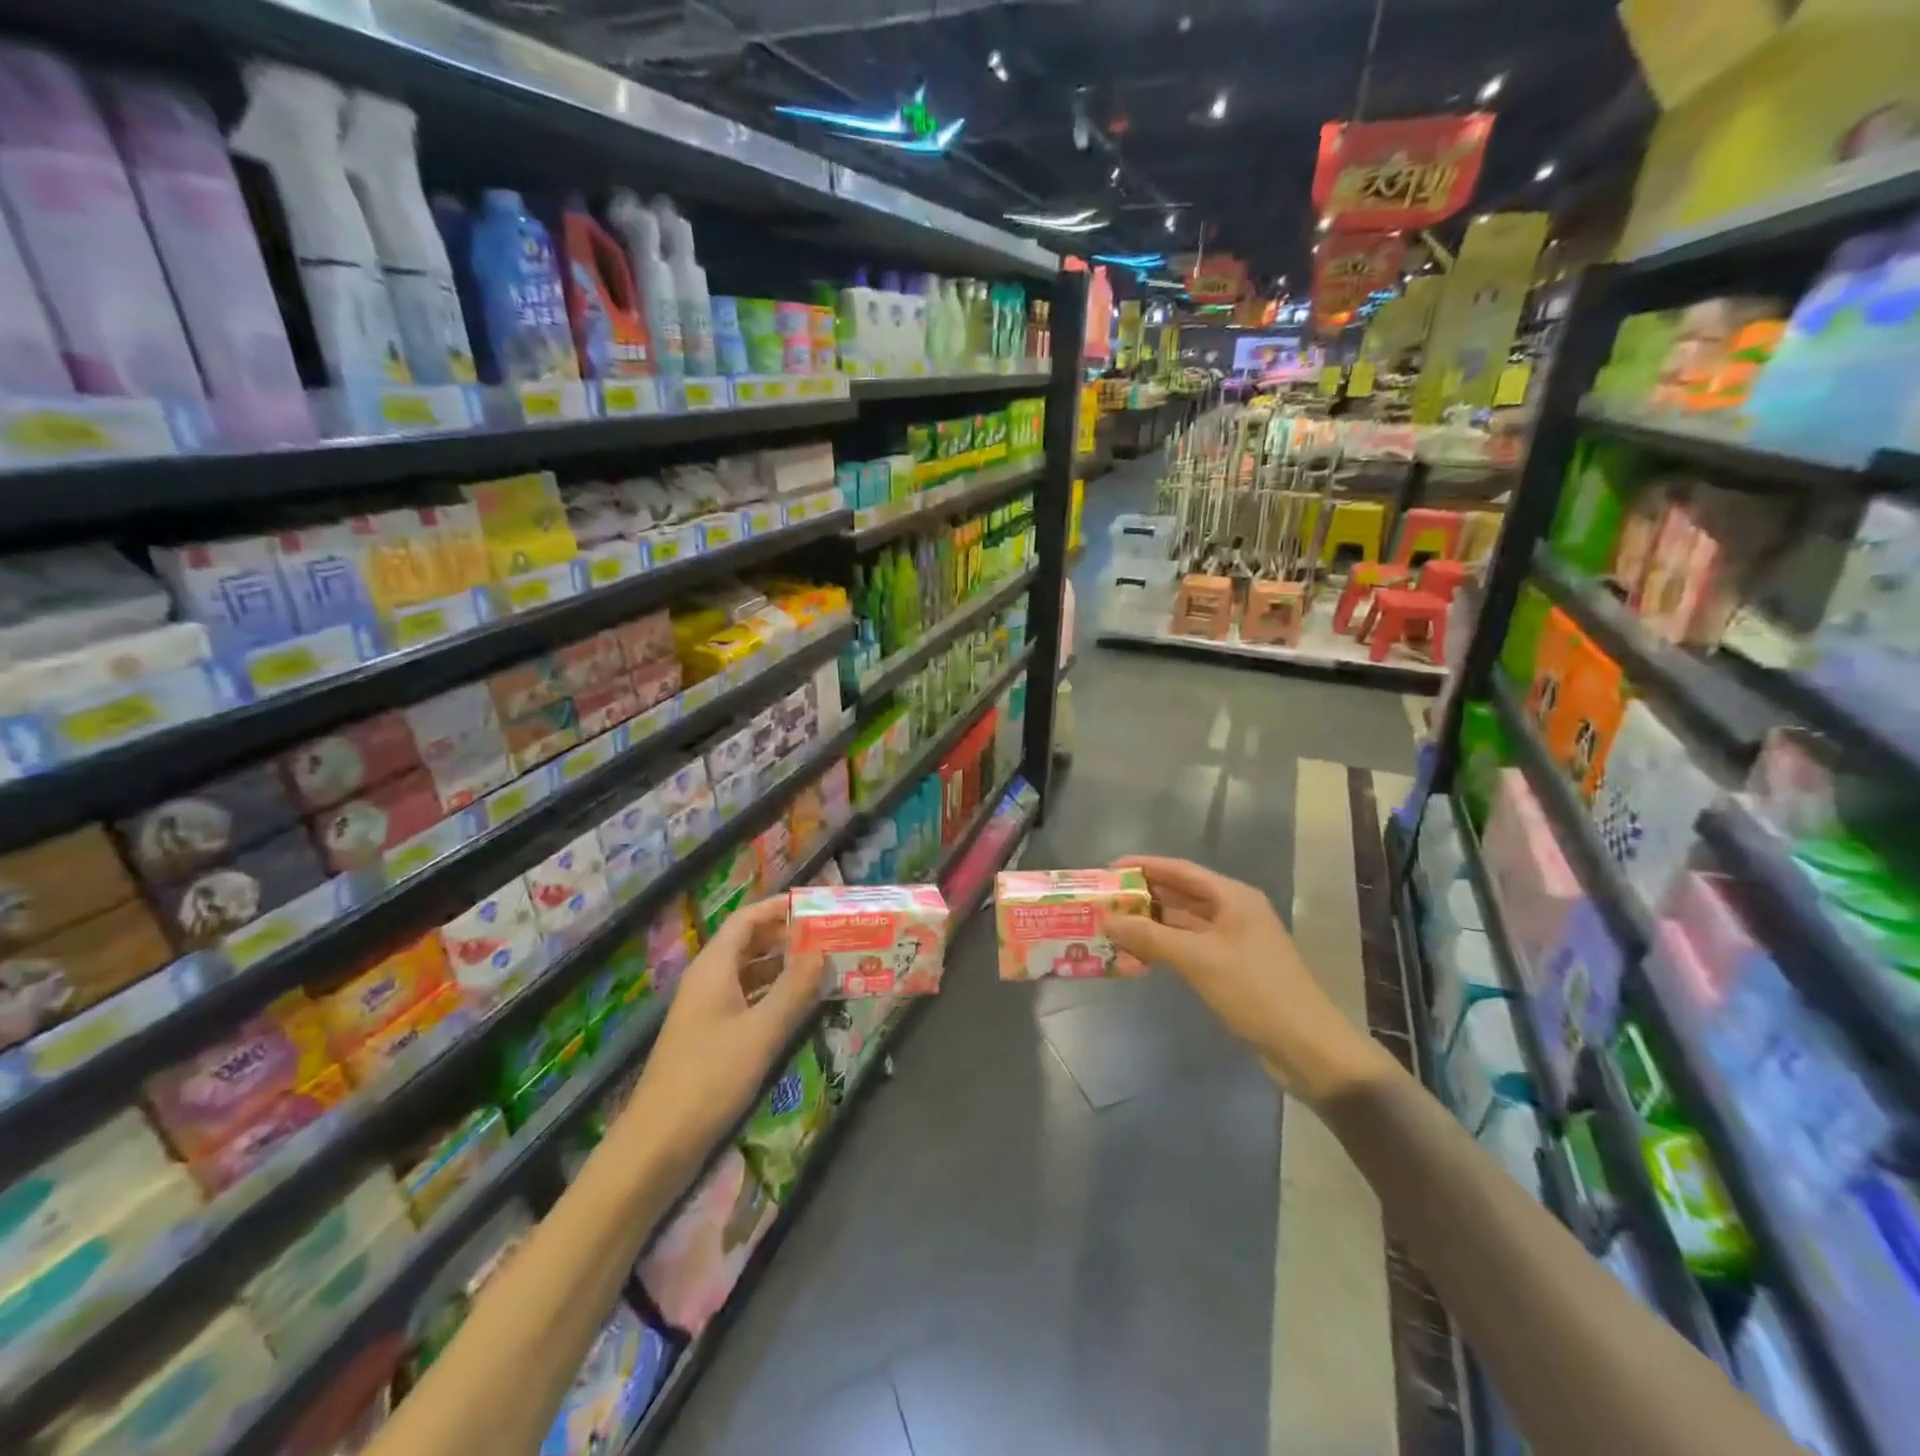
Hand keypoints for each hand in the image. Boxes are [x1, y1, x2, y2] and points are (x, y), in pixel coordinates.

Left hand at [618, 897, 824, 1170]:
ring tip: (822, 966)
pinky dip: (773, 995)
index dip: (778, 908)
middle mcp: (707, 981)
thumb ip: (794, 988)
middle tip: (827, 935)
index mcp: (713, 968)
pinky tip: (799, 1006)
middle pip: (748, 943)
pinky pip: (746, 1000)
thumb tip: (821, 949)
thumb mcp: (761, 1031)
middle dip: (786, 936)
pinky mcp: (710, 1037)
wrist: (657, 1144)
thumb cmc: (710, 1078)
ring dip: (783, 966)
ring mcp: (706, 1010)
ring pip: (749, 973)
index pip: (747, 920)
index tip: (815, 904)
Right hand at [1102, 856, 1389, 1105]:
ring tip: (1112, 931)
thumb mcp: (1198, 959)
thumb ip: (1149, 937)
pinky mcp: (1230, 969)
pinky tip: (1138, 959)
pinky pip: (1188, 949)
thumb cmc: (1255, 991)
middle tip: (1104, 902)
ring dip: (1150, 927)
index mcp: (1233, 897)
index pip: (1180, 869)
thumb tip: (1106, 919)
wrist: (1307, 1047)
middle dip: (1142, 898)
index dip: (1143, 866)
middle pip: (1180, 895)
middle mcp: (1233, 911)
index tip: (1108, 869)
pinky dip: (1163, 950)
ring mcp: (1233, 941)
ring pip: (1182, 925)